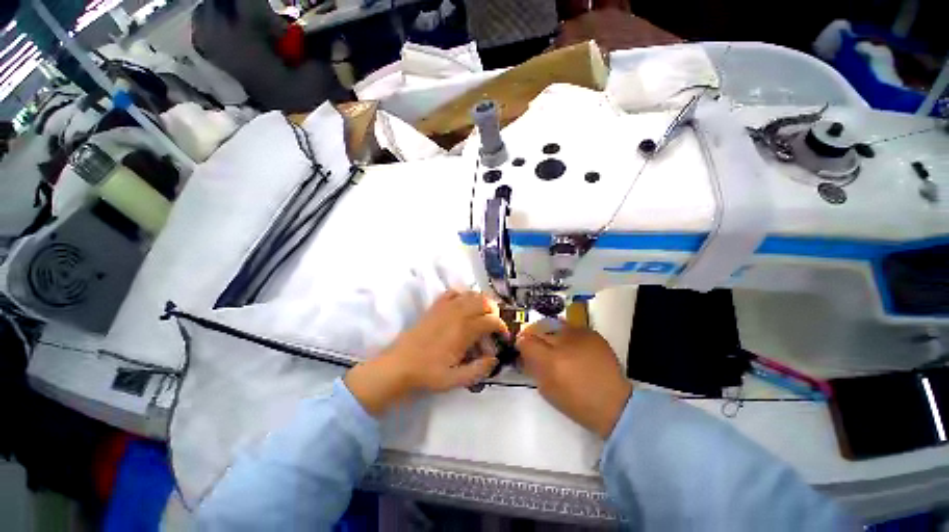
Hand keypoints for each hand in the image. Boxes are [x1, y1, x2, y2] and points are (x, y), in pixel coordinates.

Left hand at [344, 290, 507, 415]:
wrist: (399, 365)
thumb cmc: (428, 373)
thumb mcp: (456, 379)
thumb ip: (479, 370)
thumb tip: (494, 359)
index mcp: (464, 330)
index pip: (491, 320)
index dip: (502, 327)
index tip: (503, 337)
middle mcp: (457, 313)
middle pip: (484, 301)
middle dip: (494, 311)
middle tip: (494, 325)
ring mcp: (445, 307)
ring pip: (470, 294)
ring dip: (481, 302)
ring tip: (482, 315)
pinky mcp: (435, 307)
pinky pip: (452, 293)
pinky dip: (462, 295)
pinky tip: (463, 306)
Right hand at [516, 320, 632, 438]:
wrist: (614, 403)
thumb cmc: (576, 402)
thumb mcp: (547, 389)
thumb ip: (533, 367)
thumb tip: (525, 353)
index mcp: (551, 360)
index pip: (526, 341)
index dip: (522, 343)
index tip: (523, 348)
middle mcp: (563, 342)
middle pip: (539, 329)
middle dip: (536, 336)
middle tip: (539, 347)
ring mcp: (580, 335)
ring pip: (555, 325)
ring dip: (552, 334)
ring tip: (558, 347)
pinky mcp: (592, 333)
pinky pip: (571, 328)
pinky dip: (568, 336)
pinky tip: (573, 348)